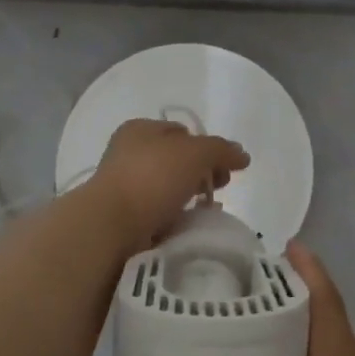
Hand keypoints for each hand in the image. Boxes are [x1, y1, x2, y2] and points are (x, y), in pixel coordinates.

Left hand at [88, 119, 249, 251]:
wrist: (111, 225)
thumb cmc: (153, 177)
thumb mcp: (196, 153)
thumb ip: (222, 150)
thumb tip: (242, 155)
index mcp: (140, 130)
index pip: (182, 132)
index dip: (207, 146)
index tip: (224, 166)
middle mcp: (129, 153)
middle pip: (178, 161)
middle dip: (203, 173)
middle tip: (220, 187)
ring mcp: (124, 186)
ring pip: (169, 188)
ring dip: (191, 197)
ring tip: (208, 210)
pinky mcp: (124, 216)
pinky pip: (159, 213)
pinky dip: (176, 218)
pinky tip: (190, 226)